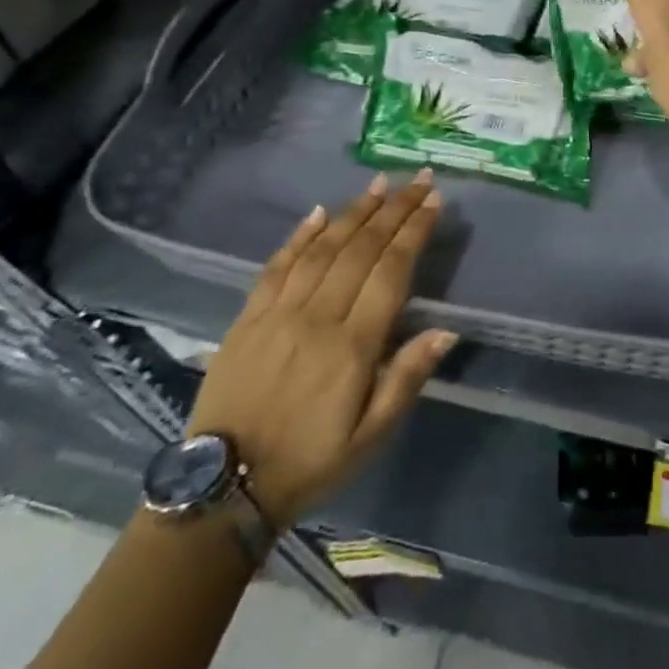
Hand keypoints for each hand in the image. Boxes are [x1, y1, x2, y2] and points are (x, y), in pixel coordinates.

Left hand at [186, 173, 457, 525]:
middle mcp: (316, 318)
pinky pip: (277, 265)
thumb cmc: (310, 462)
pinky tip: (319, 212)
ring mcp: (277, 313)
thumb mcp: (370, 436)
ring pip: (322, 248)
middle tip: (417, 179)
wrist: (221, 490)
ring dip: (354, 211)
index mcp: (351, 347)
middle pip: (361, 249)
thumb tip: (446, 330)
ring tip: (379, 184)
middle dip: (393, 209)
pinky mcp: (247, 318)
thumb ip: (406, 379)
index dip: (413, 231)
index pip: (390, 271)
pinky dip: (300, 235)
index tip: (433, 201)